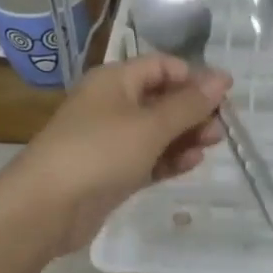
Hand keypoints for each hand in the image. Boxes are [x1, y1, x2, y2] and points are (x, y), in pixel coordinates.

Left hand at [4, 55, 229, 255]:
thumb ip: (189, 105)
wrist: (47, 207)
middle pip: (161, 98)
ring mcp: (111, 140)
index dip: (194, 77)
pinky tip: (191, 163)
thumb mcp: (150, 125)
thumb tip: (222, 79)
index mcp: (115, 81)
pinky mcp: (113, 171)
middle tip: (222, 127)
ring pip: (157, 131)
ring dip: (185, 135)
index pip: (161, 66)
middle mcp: (112, 104)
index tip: (225, 95)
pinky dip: (169, 158)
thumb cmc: (99, 152)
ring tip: (212, 145)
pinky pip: (148, 158)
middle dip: (193, 110)